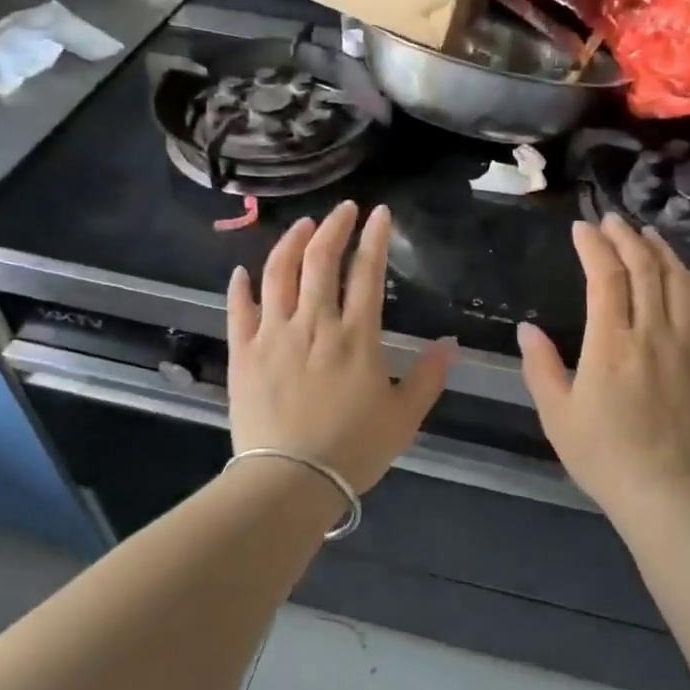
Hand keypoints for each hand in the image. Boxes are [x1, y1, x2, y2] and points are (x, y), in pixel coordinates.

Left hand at [227, 200, 454, 493]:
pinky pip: (240, 309)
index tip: (379, 213)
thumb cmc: (353, 449)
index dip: (374, 237)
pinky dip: (242, 286)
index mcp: (357, 336)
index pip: (367, 272)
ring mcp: (274, 334)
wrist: (291, 479)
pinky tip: (244, 271)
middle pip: (320, 260)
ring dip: (291, 242)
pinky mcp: (244, 352)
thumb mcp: (404, 417)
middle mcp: (314, 323)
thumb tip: (450, 344)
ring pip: (278, 273)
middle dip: (334, 226)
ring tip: (302, 225)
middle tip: (343, 209)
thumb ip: (429, 377)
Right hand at [517, 215, 689, 513]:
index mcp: (611, 345)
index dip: (593, 246)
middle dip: (625, 237)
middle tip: (611, 221)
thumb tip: (528, 329)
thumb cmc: (602, 454)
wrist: (664, 490)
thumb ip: (540, 366)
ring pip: (679, 280)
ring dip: (660, 251)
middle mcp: (653, 334)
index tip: (581, 229)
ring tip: (645, 235)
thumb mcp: (556, 414)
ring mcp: (688, 344)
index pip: (605, 277)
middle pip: (645, 268)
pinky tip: (686, 270)